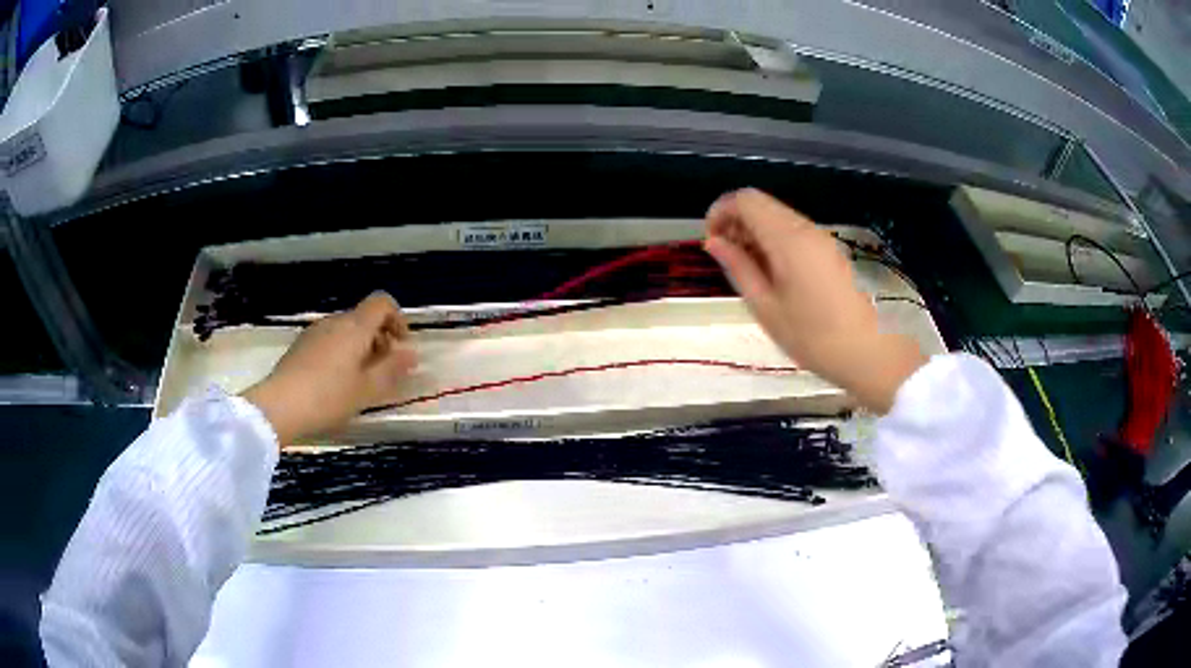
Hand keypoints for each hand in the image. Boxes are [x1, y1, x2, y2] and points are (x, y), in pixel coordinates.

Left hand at [241, 292, 416, 445]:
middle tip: (384, 369)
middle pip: (363, 317)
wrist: (280, 406)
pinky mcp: (300, 345)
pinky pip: (329, 340)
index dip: (397, 319)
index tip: (402, 345)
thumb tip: (412, 354)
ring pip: (345, 330)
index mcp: (355, 327)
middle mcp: (335, 322)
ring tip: (360, 379)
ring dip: (359, 347)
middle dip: (379, 338)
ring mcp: (315, 332)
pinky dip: (341, 352)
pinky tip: (335, 382)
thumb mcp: (367, 389)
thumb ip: (392, 369)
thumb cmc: (329, 397)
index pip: (382, 303)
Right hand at [703, 189, 926, 413]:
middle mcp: (806, 228)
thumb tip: (714, 242)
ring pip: (779, 218)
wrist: (871, 352)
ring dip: (756, 233)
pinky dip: (775, 242)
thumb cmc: (813, 337)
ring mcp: (822, 239)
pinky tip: (774, 275)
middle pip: (762, 204)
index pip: (746, 199)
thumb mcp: (766, 307)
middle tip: (726, 259)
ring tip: (748, 271)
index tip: (711, 240)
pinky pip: (795, 233)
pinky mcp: (831, 251)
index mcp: (788, 238)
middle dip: (736, 222)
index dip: (721, 211)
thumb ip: (738, 268)